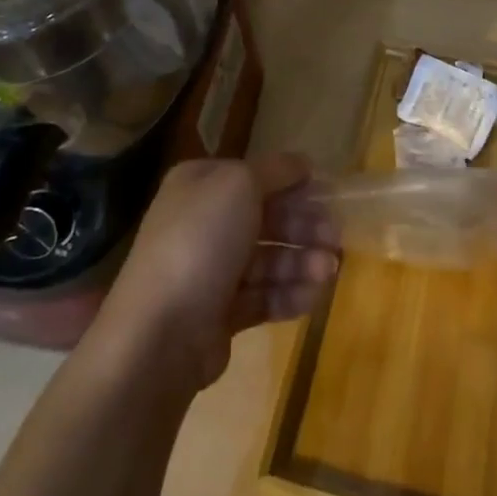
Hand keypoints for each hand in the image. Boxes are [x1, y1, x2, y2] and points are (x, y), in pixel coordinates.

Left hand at [97, 153, 339, 392]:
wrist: (160, 332)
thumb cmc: (201, 241)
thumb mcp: (241, 185)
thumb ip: (276, 170)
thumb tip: (302, 163)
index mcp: (200, 185)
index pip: (254, 176)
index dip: (292, 183)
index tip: (328, 194)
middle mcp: (202, 222)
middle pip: (265, 218)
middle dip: (303, 226)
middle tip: (336, 237)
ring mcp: (209, 271)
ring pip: (266, 258)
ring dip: (301, 262)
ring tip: (330, 271)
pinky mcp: (217, 314)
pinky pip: (261, 296)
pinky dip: (288, 294)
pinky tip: (313, 296)